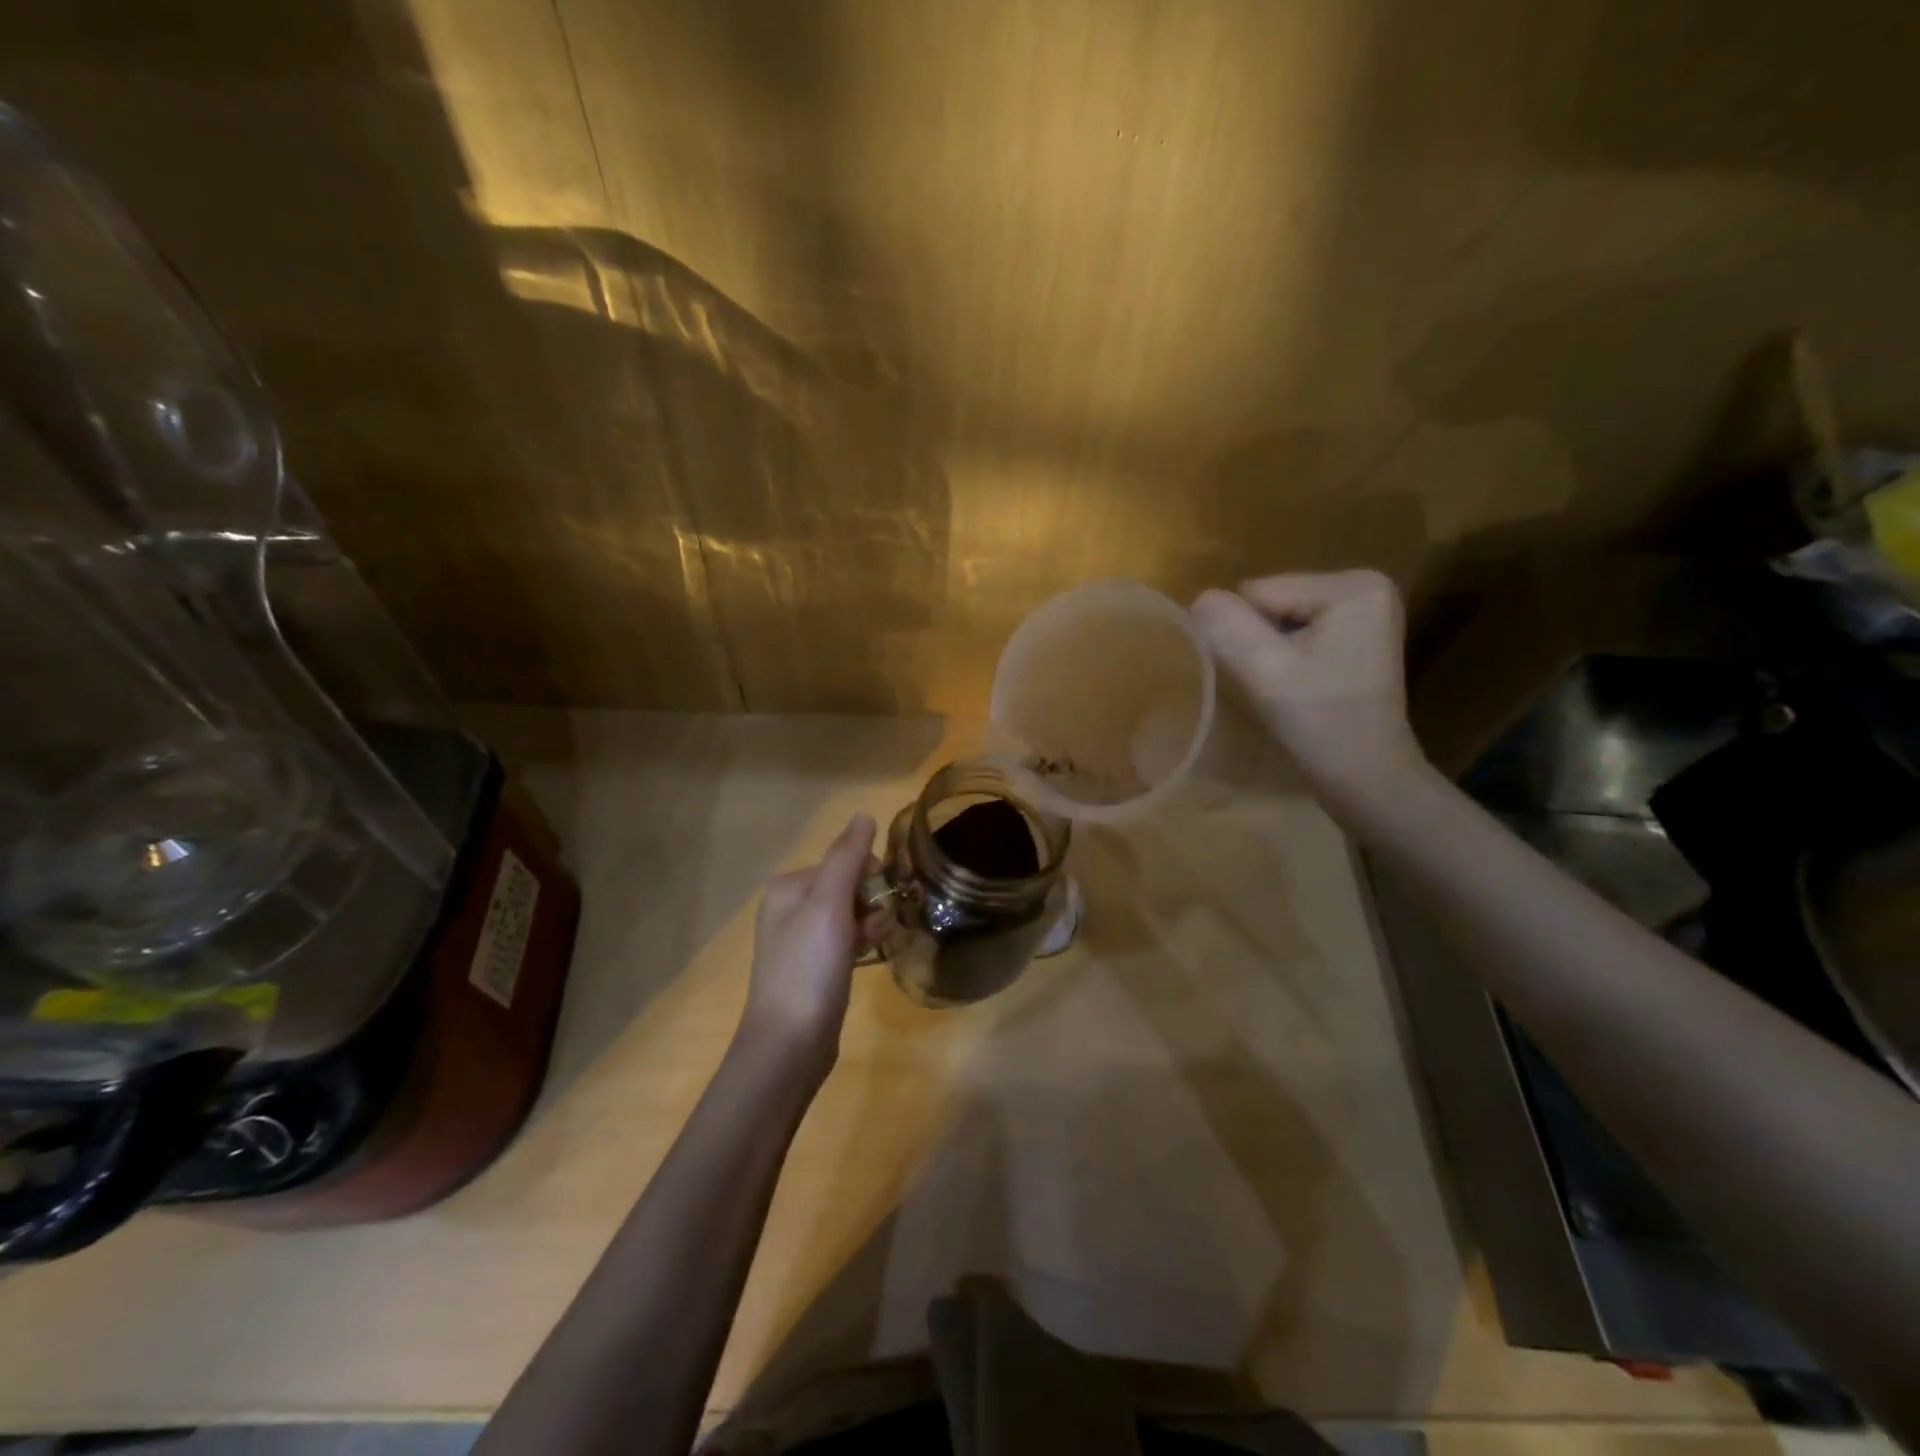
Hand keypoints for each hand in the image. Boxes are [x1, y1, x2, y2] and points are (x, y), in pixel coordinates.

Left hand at [739, 813, 876, 1076]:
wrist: (789, 1045)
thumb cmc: (809, 968)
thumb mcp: (829, 905)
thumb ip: (847, 857)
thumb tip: (864, 815)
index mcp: (788, 887)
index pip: (842, 861)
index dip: (869, 877)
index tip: (882, 900)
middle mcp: (789, 908)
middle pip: (847, 887)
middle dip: (870, 903)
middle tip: (876, 929)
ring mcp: (800, 940)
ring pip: (850, 915)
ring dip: (870, 924)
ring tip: (874, 946)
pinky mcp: (813, 968)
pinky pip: (846, 941)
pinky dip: (862, 944)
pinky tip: (870, 958)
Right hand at [1191, 570, 1427, 815]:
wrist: (1368, 779)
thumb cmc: (1321, 724)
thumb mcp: (1265, 672)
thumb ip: (1227, 627)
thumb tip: (1200, 600)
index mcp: (1352, 586)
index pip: (1258, 593)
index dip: (1246, 635)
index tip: (1265, 675)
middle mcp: (1365, 585)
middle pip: (1271, 602)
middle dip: (1260, 642)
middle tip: (1276, 685)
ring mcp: (1365, 611)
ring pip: (1279, 619)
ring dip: (1271, 653)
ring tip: (1288, 689)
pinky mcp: (1358, 636)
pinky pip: (1298, 633)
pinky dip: (1288, 659)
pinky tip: (1301, 687)